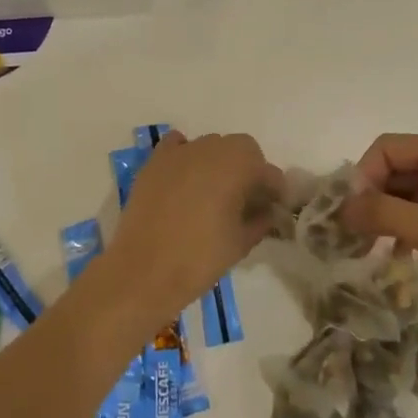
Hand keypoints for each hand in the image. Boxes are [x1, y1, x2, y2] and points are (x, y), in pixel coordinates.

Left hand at [90, 131, 281, 335]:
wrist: (143, 271)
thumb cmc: (199, 258)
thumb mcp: (241, 243)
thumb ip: (261, 220)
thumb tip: (268, 211)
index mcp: (238, 165)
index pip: (268, 171)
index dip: (274, 191)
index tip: (274, 208)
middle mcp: (211, 148)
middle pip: (241, 149)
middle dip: (249, 170)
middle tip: (246, 200)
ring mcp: (180, 152)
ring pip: (210, 146)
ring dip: (219, 163)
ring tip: (215, 193)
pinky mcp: (155, 161)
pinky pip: (178, 146)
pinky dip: (187, 155)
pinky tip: (186, 179)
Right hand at [340, 134, 417, 337]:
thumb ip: (383, 214)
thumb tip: (342, 207)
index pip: (388, 147)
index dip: (363, 176)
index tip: (350, 215)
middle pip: (398, 166)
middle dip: (372, 196)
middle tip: (353, 235)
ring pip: (410, 191)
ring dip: (387, 214)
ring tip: (370, 248)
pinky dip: (407, 227)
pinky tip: (399, 255)